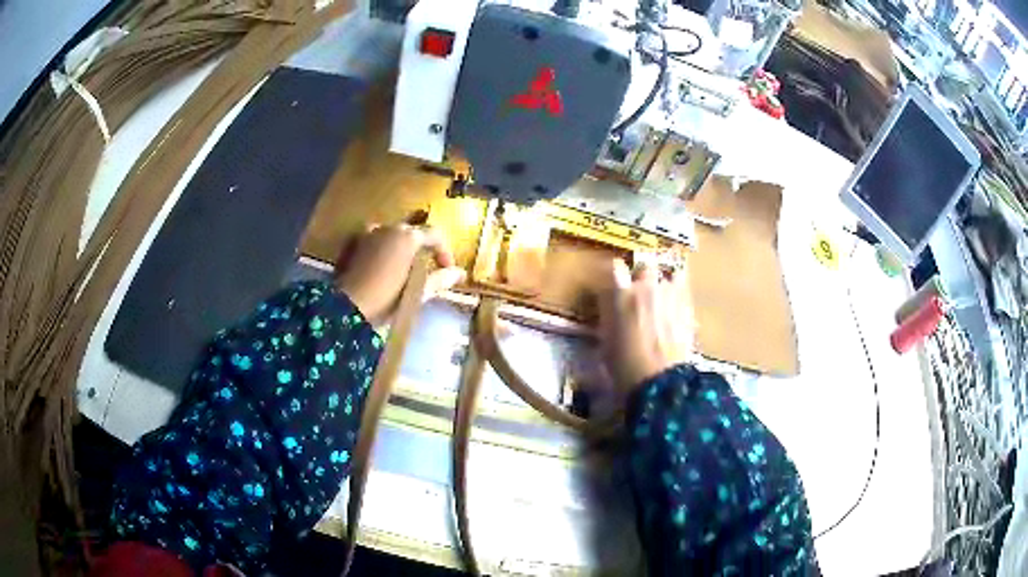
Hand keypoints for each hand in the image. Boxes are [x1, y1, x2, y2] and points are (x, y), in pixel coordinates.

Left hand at [335, 224, 465, 325]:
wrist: (347, 307)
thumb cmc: (387, 299)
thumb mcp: (418, 291)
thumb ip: (441, 279)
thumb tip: (460, 273)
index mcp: (408, 237)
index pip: (435, 235)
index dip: (445, 251)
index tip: (448, 269)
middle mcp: (390, 228)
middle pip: (414, 232)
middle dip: (424, 248)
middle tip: (428, 268)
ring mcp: (370, 233)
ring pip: (394, 234)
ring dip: (404, 247)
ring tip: (405, 267)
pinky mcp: (355, 243)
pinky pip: (376, 239)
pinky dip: (385, 248)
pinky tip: (384, 265)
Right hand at [596, 258, 694, 393]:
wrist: (660, 381)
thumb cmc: (624, 366)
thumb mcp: (605, 340)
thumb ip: (609, 315)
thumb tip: (611, 305)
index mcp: (620, 294)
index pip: (615, 267)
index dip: (615, 275)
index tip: (614, 284)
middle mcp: (646, 286)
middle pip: (645, 264)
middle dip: (642, 274)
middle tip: (640, 290)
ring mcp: (670, 293)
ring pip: (669, 275)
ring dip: (664, 284)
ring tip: (663, 299)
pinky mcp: (688, 305)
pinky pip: (683, 289)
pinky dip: (679, 294)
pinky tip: (676, 308)